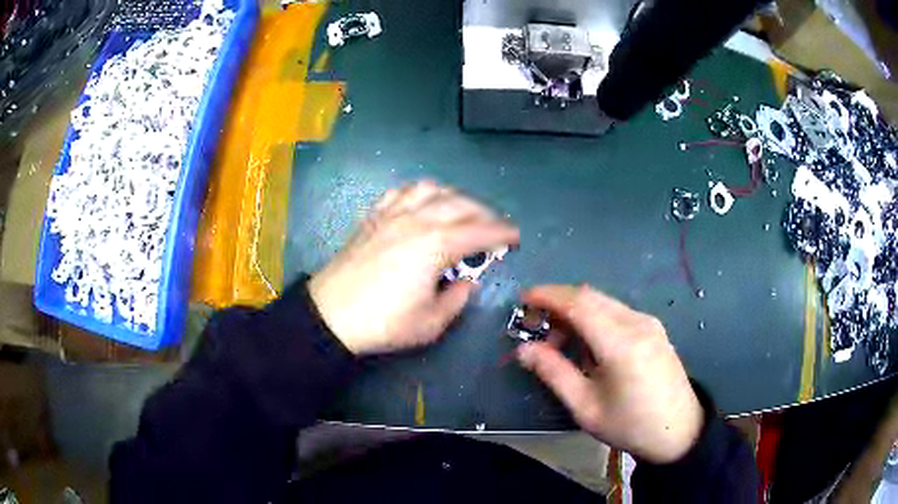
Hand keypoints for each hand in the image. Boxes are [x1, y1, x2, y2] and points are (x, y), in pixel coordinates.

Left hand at [309, 180, 518, 354]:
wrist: (331, 314)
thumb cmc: (383, 322)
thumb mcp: (431, 323)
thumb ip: (457, 299)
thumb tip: (467, 282)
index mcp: (436, 244)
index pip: (480, 231)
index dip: (503, 233)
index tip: (515, 237)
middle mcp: (418, 220)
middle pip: (461, 204)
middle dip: (484, 213)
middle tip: (494, 229)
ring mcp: (392, 214)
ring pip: (432, 189)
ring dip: (454, 197)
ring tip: (462, 211)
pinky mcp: (374, 216)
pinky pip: (402, 191)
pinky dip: (421, 193)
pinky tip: (423, 203)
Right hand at [516, 285, 702, 463]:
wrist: (679, 430)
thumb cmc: (630, 425)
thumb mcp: (586, 407)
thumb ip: (554, 373)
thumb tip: (523, 350)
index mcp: (620, 343)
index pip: (578, 303)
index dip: (547, 296)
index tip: (522, 299)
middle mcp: (637, 322)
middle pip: (590, 296)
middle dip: (558, 302)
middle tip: (534, 324)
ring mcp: (649, 323)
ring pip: (603, 302)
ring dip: (576, 311)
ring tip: (558, 341)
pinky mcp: (653, 328)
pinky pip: (616, 312)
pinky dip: (594, 318)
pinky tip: (587, 345)